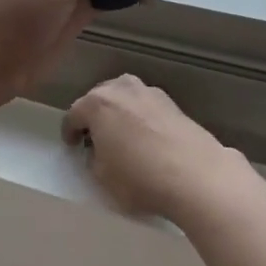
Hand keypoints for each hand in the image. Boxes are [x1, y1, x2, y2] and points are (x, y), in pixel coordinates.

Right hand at [62, 74, 242, 220]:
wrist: (195, 175)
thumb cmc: (139, 177)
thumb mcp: (102, 177)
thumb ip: (93, 157)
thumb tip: (99, 149)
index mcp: (97, 103)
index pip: (73, 114)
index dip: (69, 132)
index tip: (72, 147)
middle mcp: (122, 88)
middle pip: (99, 98)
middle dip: (94, 117)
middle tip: (95, 140)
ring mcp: (149, 92)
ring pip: (125, 98)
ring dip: (119, 113)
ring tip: (122, 137)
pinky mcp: (172, 103)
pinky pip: (146, 107)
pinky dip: (140, 118)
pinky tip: (147, 138)